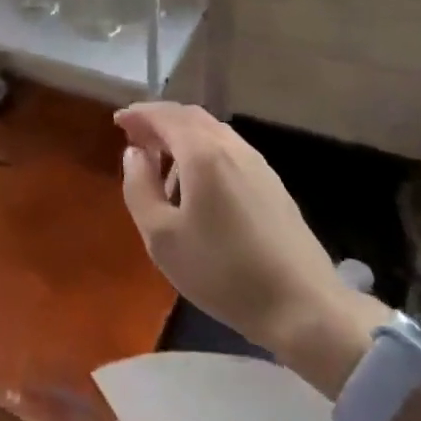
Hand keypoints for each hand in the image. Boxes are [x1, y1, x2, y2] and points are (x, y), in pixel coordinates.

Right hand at [116, 102, 386, 396]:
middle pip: (190, 116)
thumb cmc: (222, 272)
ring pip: (212, 132)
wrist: (302, 307)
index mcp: (202, 153)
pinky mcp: (272, 183)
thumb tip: (134, 154)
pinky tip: (198, 185)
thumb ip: (139, 187)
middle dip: (160, 121)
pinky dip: (203, 151)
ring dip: (182, 136)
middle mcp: (231, 146)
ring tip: (162, 165)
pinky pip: (228, 150)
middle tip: (136, 139)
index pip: (164, 115)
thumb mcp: (161, 237)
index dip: (138, 114)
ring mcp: (257, 163)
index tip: (118, 122)